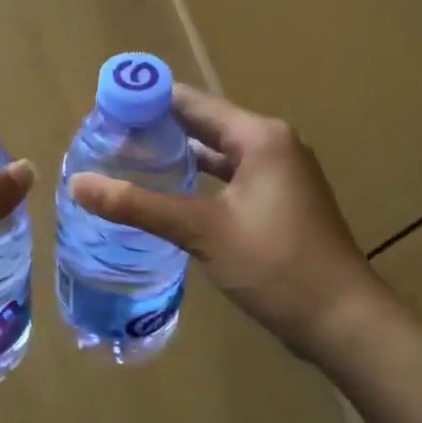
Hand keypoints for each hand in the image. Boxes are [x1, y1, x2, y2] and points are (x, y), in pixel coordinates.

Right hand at [70, 84, 384, 363]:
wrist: (343, 321)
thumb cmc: (276, 266)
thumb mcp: (202, 231)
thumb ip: (138, 204)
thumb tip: (78, 183)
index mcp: (259, 136)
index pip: (190, 102)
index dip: (146, 101)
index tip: (102, 110)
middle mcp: (272, 144)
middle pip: (203, 124)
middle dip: (156, 129)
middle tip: (105, 139)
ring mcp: (279, 175)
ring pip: (216, 153)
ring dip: (176, 155)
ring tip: (126, 160)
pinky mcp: (278, 202)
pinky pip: (228, 177)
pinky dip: (197, 180)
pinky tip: (166, 193)